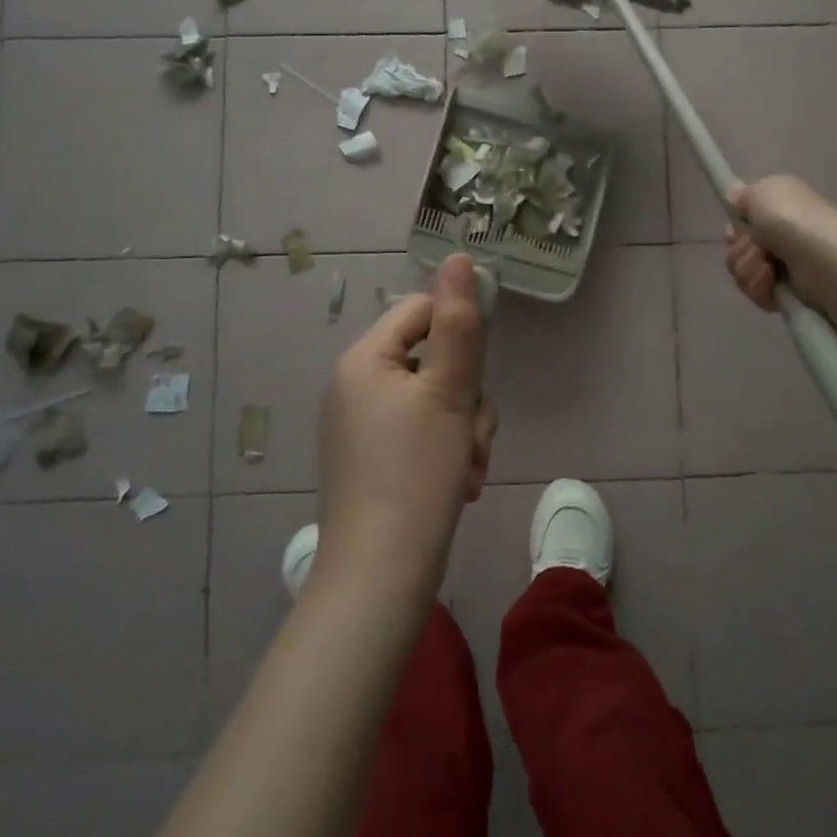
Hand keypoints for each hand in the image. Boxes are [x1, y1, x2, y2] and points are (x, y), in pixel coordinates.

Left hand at [316, 255, 497, 585]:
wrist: (381, 578)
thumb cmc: (416, 473)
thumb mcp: (449, 391)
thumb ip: (459, 323)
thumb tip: (459, 258)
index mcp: (363, 360)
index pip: (419, 312)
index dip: (459, 331)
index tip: (481, 368)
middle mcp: (354, 386)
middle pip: (430, 359)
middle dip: (466, 395)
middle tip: (475, 433)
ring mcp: (360, 426)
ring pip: (433, 400)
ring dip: (464, 428)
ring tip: (469, 467)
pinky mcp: (371, 460)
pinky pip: (420, 433)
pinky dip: (446, 451)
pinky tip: (460, 485)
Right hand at [724, 175, 836, 312]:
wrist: (824, 261)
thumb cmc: (794, 220)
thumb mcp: (764, 191)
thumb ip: (743, 194)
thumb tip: (735, 196)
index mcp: (779, 208)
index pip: (742, 220)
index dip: (735, 228)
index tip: (734, 232)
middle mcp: (780, 235)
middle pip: (736, 247)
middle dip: (741, 249)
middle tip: (759, 247)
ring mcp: (783, 265)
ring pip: (741, 270)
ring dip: (750, 268)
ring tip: (770, 267)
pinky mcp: (785, 292)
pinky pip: (754, 290)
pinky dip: (760, 286)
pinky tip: (774, 282)